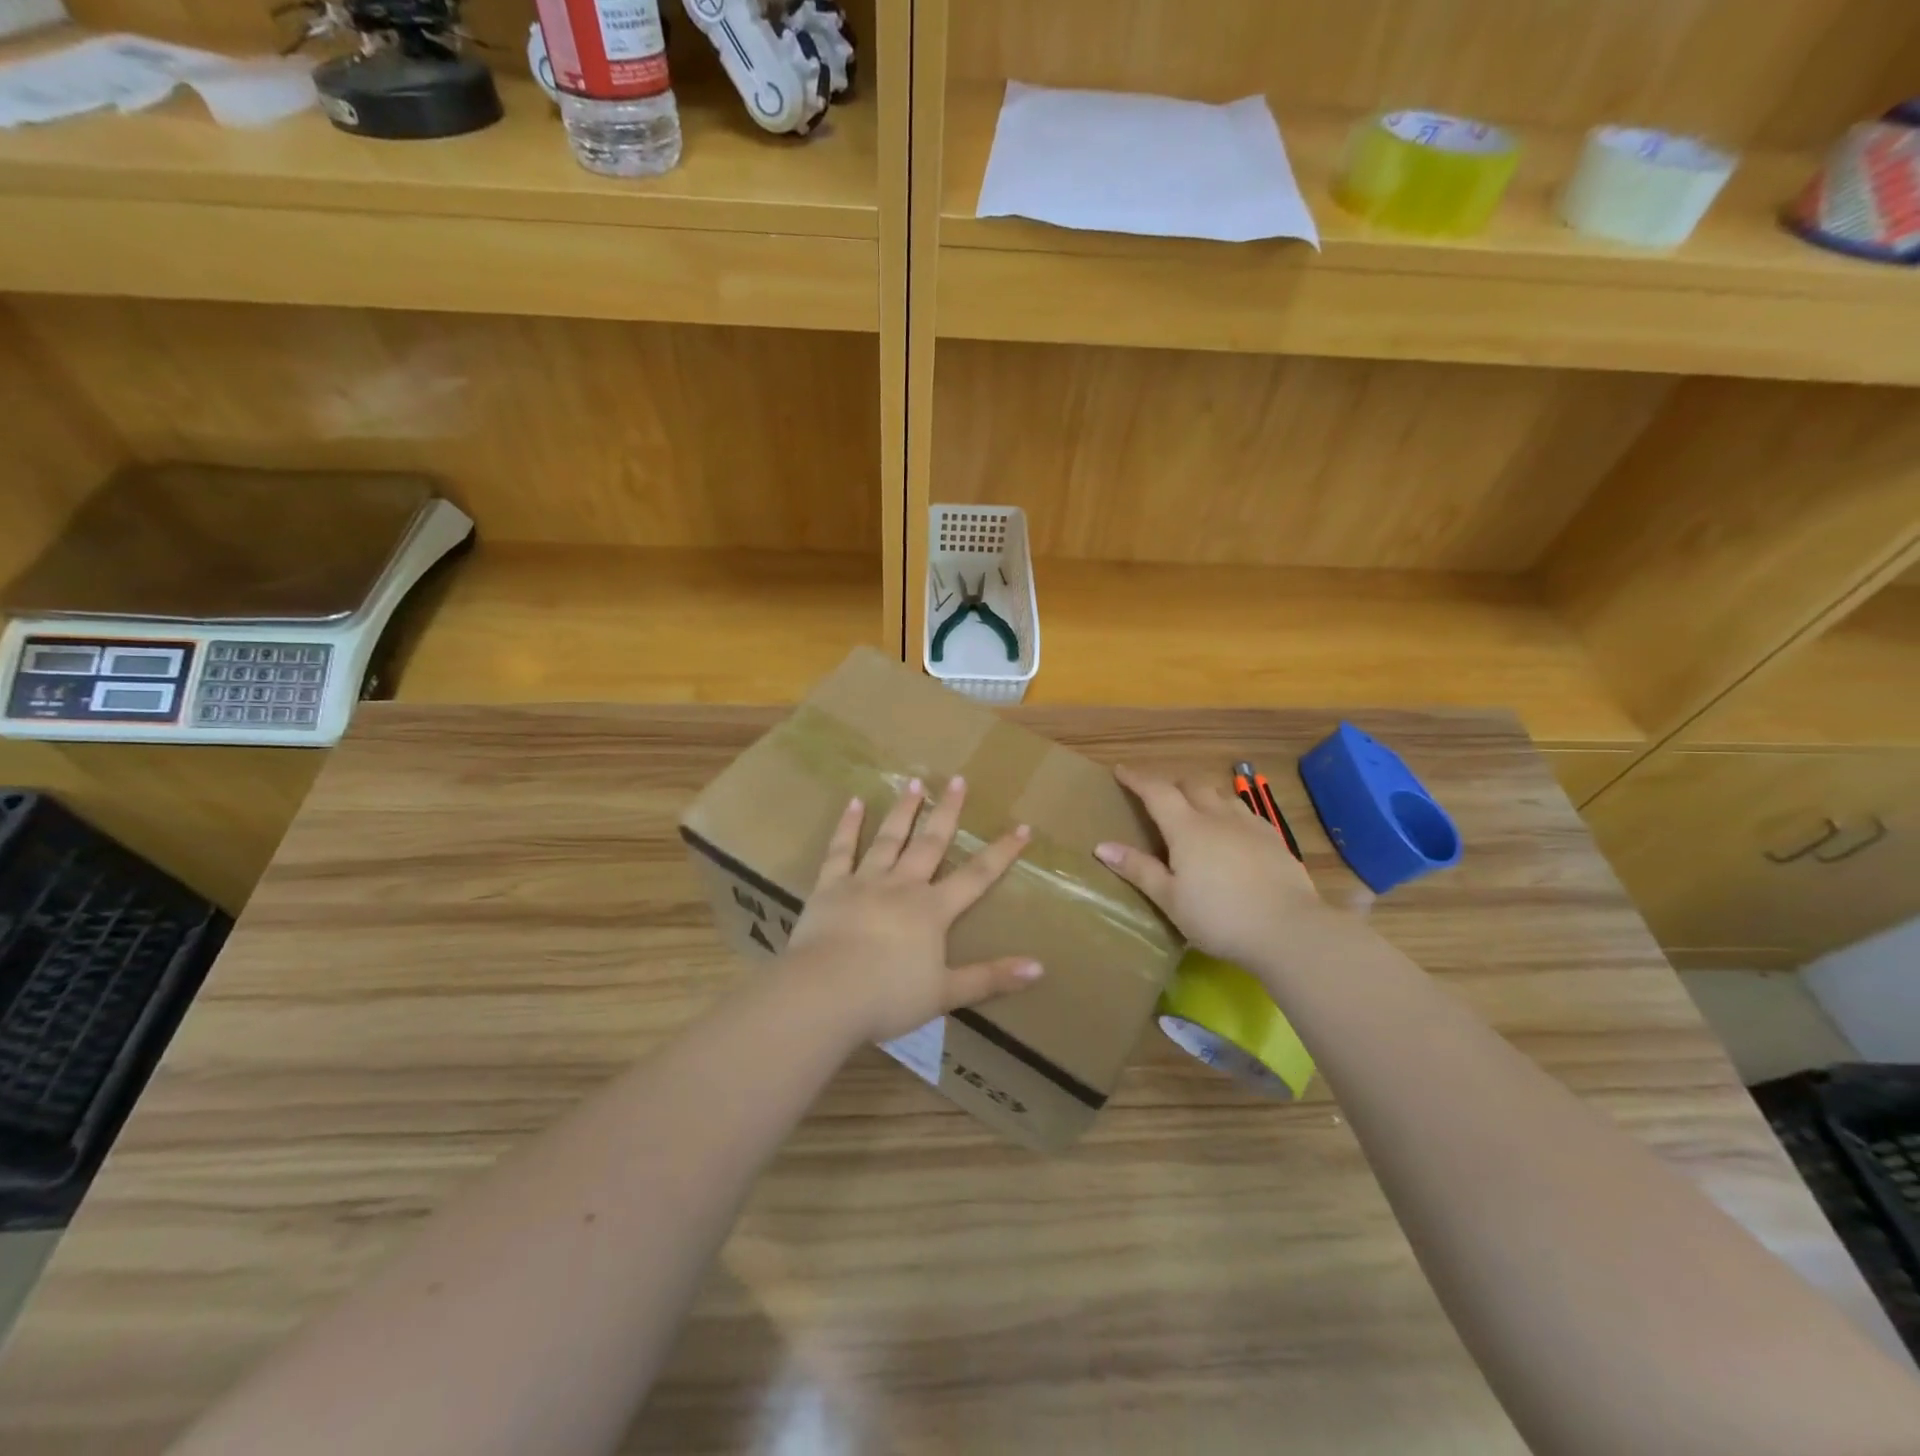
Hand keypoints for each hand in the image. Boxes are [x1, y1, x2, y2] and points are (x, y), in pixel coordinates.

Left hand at [785, 776, 1040, 1043]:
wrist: (825, 994)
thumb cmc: (888, 997)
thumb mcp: (945, 993)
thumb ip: (990, 978)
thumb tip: (1039, 968)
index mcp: (932, 911)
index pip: (976, 876)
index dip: (1001, 852)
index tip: (1022, 827)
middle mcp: (902, 886)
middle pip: (930, 843)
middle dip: (947, 811)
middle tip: (957, 779)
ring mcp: (864, 882)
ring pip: (889, 838)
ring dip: (904, 809)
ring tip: (914, 781)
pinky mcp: (830, 887)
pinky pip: (841, 850)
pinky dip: (848, 826)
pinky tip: (854, 802)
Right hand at [1095, 765, 1325, 965]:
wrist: (1289, 929)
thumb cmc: (1219, 917)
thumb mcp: (1170, 899)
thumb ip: (1138, 869)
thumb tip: (1102, 846)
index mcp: (1187, 828)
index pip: (1156, 791)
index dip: (1137, 778)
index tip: (1121, 770)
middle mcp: (1217, 816)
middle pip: (1191, 785)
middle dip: (1171, 784)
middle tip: (1157, 795)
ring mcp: (1250, 825)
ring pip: (1221, 795)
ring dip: (1201, 794)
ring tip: (1194, 808)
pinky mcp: (1274, 839)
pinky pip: (1245, 812)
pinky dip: (1228, 811)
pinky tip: (1231, 829)